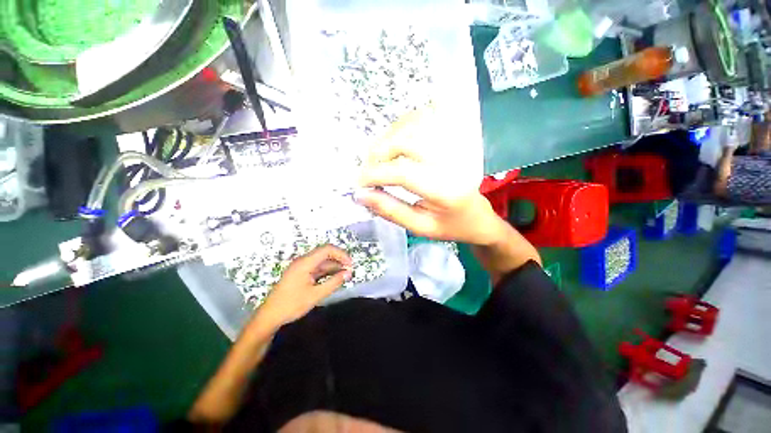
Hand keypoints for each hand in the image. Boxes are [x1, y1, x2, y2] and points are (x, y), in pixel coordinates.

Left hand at [259, 245, 352, 325]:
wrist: (269, 316)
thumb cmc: (291, 305)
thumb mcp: (316, 295)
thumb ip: (334, 283)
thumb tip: (348, 273)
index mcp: (305, 263)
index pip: (327, 249)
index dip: (341, 254)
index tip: (350, 264)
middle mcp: (303, 261)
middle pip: (325, 254)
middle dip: (339, 260)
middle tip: (350, 270)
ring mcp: (301, 267)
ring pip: (321, 262)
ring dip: (334, 266)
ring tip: (345, 275)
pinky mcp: (300, 274)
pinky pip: (317, 268)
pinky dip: (327, 272)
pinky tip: (334, 278)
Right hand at [357, 109, 506, 245]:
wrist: (478, 216)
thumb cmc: (449, 226)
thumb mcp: (419, 227)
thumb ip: (391, 210)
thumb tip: (361, 195)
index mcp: (446, 191)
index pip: (404, 173)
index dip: (375, 174)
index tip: (358, 183)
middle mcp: (452, 162)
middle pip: (407, 140)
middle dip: (379, 152)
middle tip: (368, 169)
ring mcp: (455, 146)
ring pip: (414, 124)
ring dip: (388, 137)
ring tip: (379, 157)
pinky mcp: (454, 138)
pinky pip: (425, 118)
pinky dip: (403, 126)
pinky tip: (395, 141)